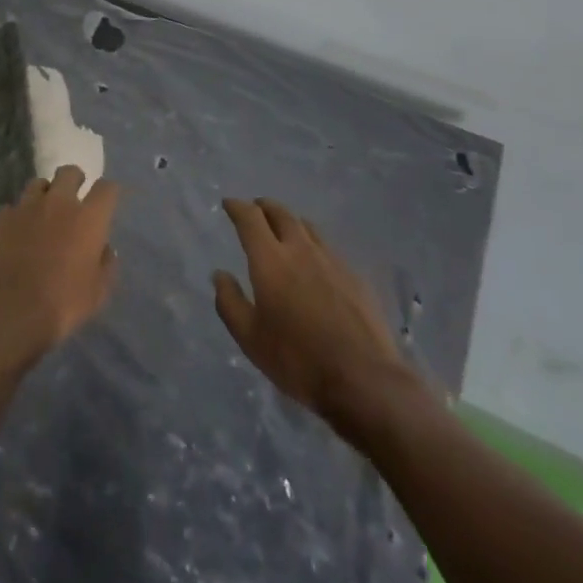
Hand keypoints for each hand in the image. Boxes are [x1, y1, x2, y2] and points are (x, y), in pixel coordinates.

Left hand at [0, 165, 119, 370]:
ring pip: (38, 183)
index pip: (106, 188)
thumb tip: (104, 249)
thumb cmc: (61, 306)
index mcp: (88, 218)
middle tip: (73, 199)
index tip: (106, 202)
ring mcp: (25, 207)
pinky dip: (17, 217)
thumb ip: (106, 265)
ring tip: (42, 214)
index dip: (108, 192)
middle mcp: (58, 202)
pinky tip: (15, 234)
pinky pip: (12, 208)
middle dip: (74, 180)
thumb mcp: (97, 294)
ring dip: (44, 195)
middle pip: (69, 172)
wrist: (7, 314)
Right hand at [214, 197, 410, 431]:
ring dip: (290, 221)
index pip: (250, 218)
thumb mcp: (250, 339)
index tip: (229, 203)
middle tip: (256, 209)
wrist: (363, 378)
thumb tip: (219, 275)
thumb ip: (230, 302)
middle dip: (264, 207)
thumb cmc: (298, 359)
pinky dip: (313, 244)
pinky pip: (328, 248)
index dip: (237, 207)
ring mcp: (332, 260)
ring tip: (284, 229)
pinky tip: (315, 262)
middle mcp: (301, 249)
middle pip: (281, 213)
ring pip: (307, 227)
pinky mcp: (354, 275)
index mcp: (271, 260)